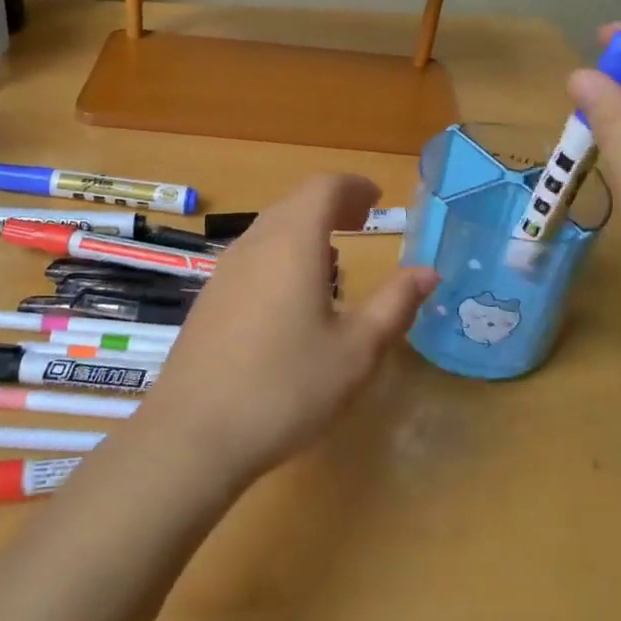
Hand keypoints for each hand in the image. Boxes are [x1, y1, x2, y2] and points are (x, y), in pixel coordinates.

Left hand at [136, 175, 437, 488]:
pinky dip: (282, 254)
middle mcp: (254, 244)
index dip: (354, 187)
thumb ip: (394, 304)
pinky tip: (294, 297)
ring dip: (306, 230)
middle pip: (295, 203)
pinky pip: (253, 256)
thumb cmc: (287, 388)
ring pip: (271, 229)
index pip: (324, 187)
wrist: (194, 434)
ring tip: (335, 258)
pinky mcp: (209, 298)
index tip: (378, 199)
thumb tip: (426, 272)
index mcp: (292, 242)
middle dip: (332, 205)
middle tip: (363, 221)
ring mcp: (225, 271)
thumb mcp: (356, 351)